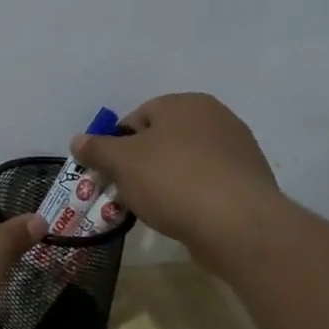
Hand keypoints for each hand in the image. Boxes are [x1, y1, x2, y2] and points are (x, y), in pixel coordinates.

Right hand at [70, 93, 282, 252]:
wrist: (239, 225)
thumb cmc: (173, 181)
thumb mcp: (122, 162)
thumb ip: (96, 149)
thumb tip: (78, 140)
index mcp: (185, 103)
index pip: (137, 117)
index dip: (117, 146)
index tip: (111, 174)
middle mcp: (216, 117)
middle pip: (162, 139)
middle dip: (141, 165)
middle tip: (128, 193)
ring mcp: (238, 149)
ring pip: (185, 163)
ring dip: (166, 182)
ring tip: (155, 209)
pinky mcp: (250, 182)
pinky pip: (208, 184)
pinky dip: (192, 196)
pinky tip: (184, 217)